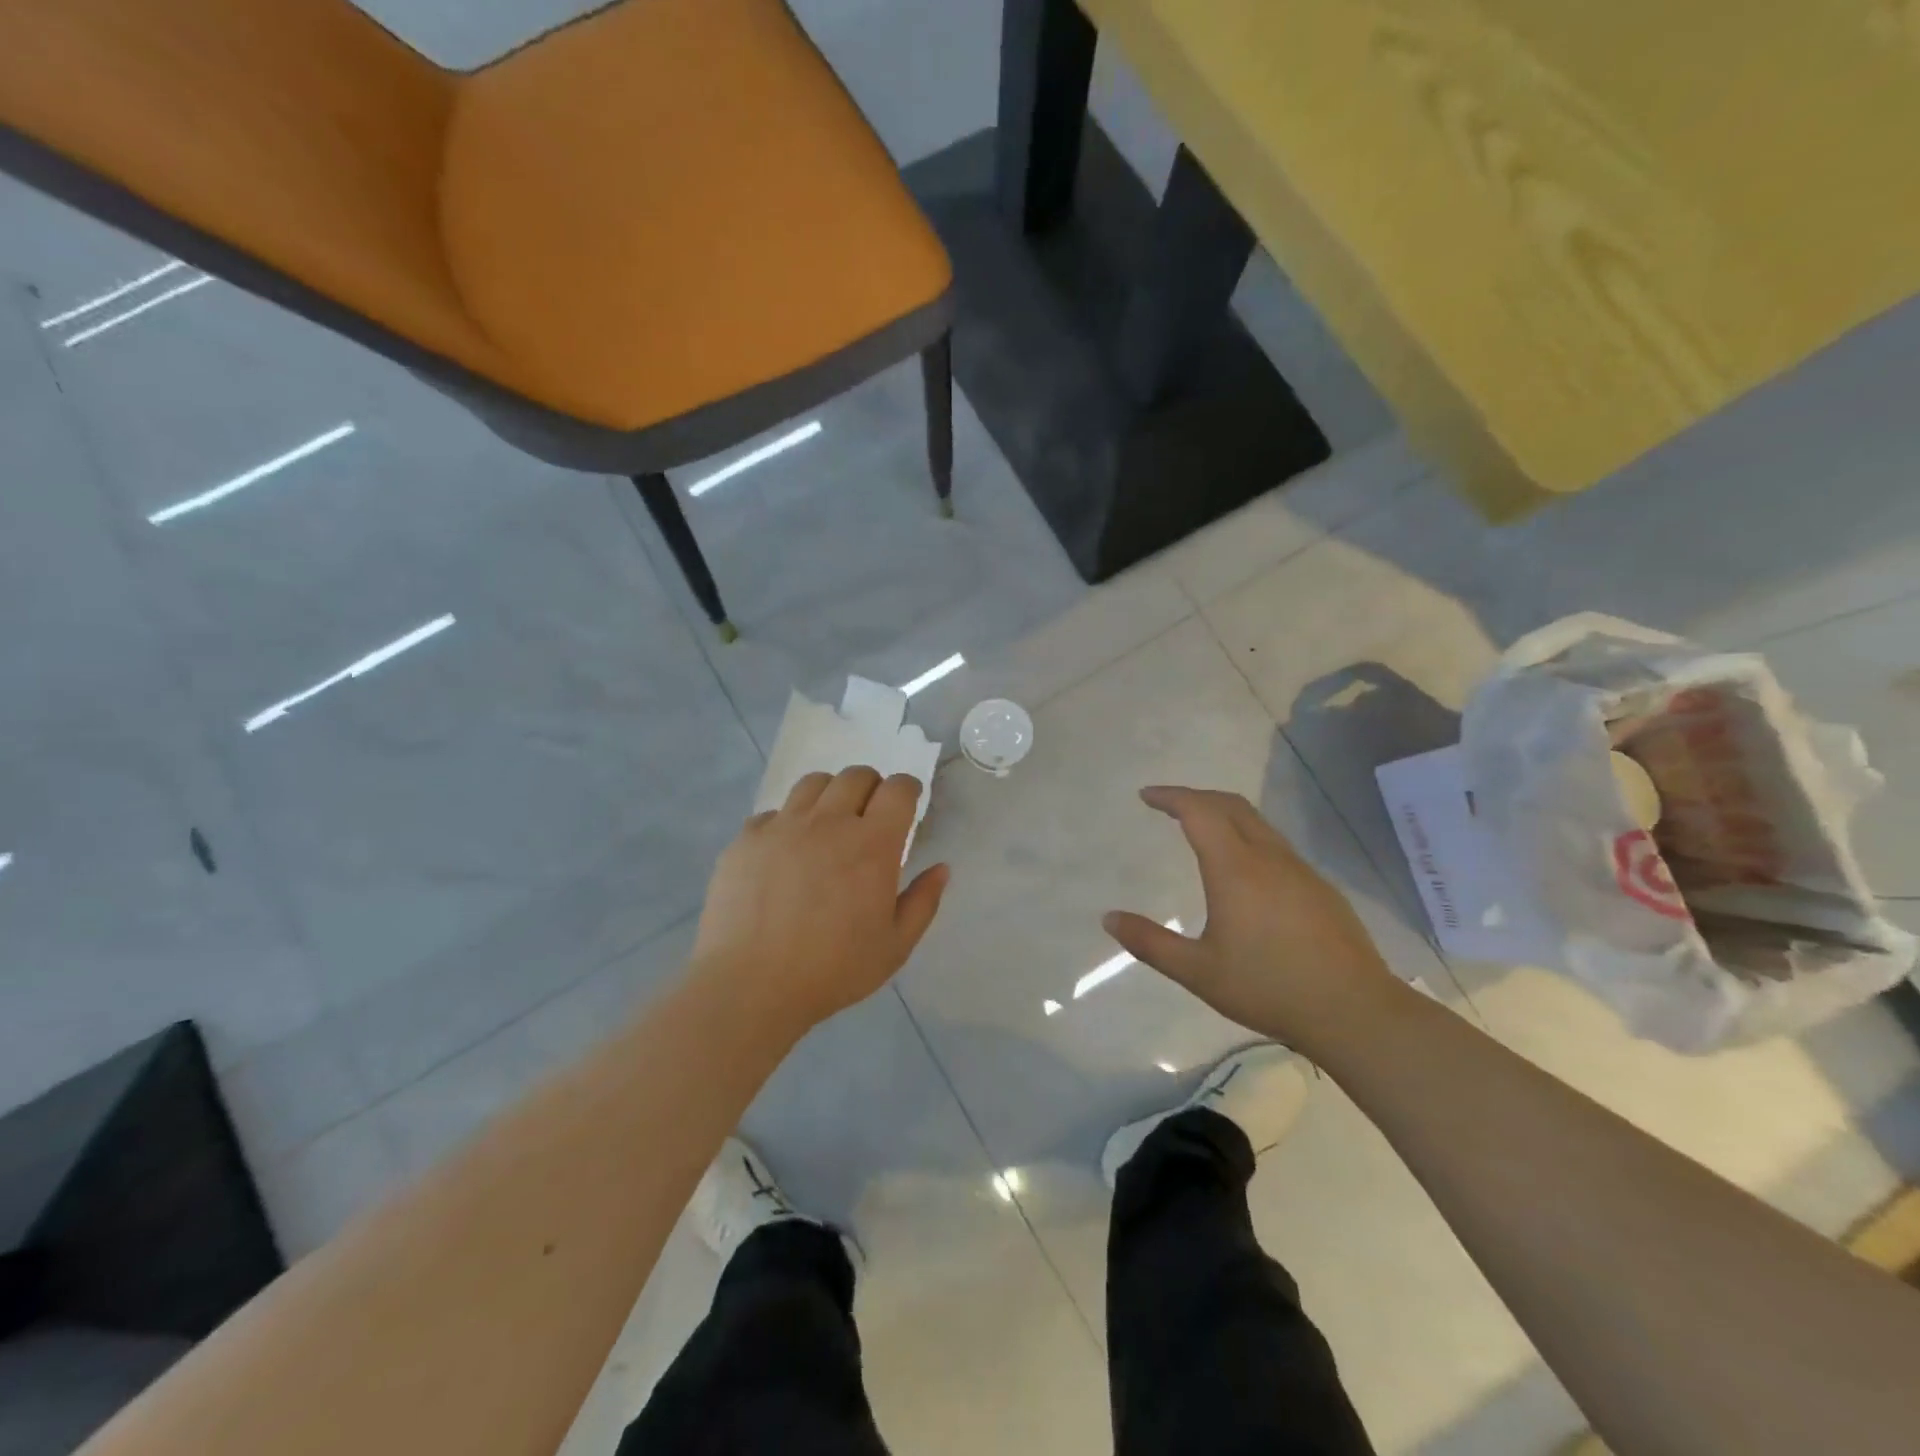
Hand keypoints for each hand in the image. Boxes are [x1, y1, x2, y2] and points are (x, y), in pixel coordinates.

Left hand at [691, 766, 949, 1038]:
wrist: (751, 985)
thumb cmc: (833, 969)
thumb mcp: (895, 946)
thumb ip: (923, 902)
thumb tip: (941, 868)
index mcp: (872, 844)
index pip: (898, 790)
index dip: (908, 789)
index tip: (908, 802)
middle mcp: (829, 822)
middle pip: (856, 776)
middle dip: (871, 786)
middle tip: (870, 814)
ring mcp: (784, 826)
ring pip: (813, 783)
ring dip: (830, 794)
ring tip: (828, 823)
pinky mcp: (747, 839)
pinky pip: (772, 814)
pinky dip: (787, 823)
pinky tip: (785, 852)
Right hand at [1103, 786, 1397, 1051]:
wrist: (1354, 1011)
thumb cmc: (1268, 987)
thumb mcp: (1197, 971)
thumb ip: (1151, 943)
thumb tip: (1109, 918)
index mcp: (1235, 869)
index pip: (1199, 812)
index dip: (1171, 797)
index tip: (1147, 796)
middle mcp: (1268, 858)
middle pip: (1231, 805)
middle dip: (1197, 796)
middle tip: (1170, 804)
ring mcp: (1300, 870)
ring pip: (1258, 823)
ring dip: (1225, 814)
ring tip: (1202, 828)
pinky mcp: (1321, 888)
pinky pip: (1276, 845)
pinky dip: (1248, 836)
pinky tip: (1245, 868)